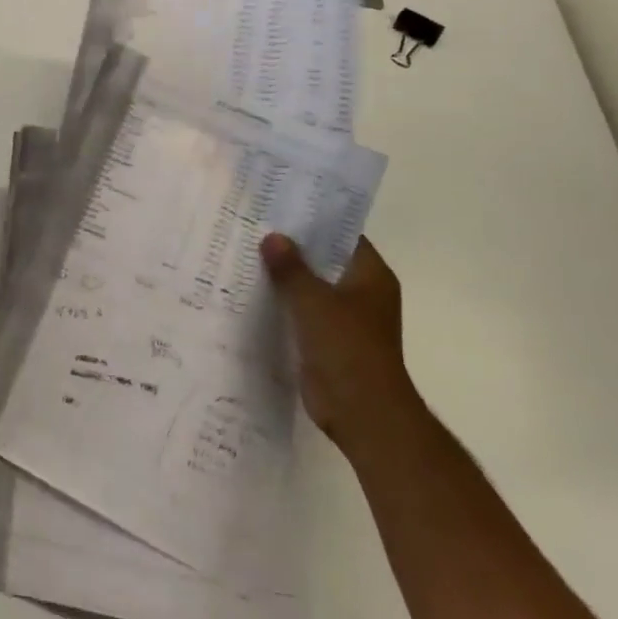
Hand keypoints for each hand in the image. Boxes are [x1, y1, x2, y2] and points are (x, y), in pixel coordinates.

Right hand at [261, 233, 421, 458]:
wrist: (361, 413)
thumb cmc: (346, 347)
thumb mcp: (313, 300)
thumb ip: (291, 267)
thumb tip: (273, 237)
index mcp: (371, 276)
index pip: (342, 235)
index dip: (314, 220)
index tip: (280, 206)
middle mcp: (362, 293)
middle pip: (324, 260)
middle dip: (293, 248)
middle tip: (254, 226)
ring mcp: (347, 318)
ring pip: (312, 287)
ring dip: (286, 277)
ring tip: (246, 254)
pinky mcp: (329, 341)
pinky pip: (303, 312)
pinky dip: (284, 304)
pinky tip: (253, 293)